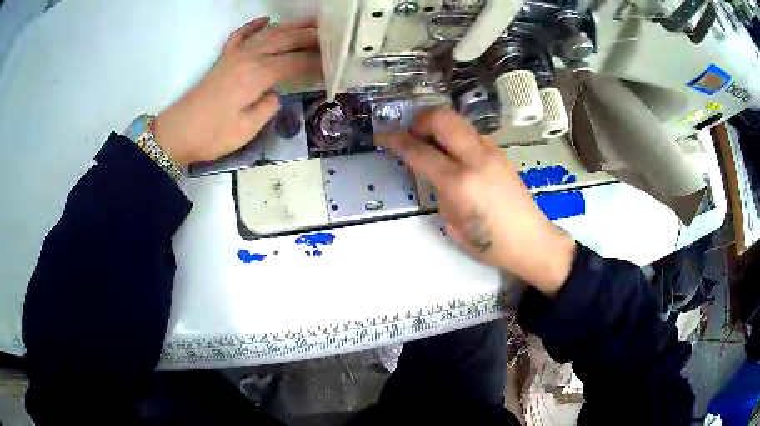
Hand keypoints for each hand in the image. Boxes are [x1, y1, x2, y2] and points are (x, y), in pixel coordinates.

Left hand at [153, 17, 321, 166]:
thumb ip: (268, 107)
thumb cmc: (212, 135)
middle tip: (333, 35)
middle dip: (311, 36)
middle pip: (286, 40)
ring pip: (268, 33)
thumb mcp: (246, 130)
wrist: (177, 133)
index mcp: (257, 75)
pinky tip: (265, 19)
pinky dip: (253, 26)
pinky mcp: (223, 59)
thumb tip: (275, 93)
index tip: (334, 63)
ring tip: (312, 20)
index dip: (316, 61)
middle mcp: (249, 58)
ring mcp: (235, 55)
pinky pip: (240, 35)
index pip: (296, 62)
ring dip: (291, 25)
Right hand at [377, 109, 575, 293]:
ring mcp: (492, 152)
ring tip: (430, 142)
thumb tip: (434, 172)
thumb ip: (440, 191)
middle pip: (442, 118)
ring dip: (439, 124)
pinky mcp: (501, 153)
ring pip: (458, 121)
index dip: (396, 140)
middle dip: (420, 120)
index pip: (420, 151)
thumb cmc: (490, 244)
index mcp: (459, 182)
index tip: (382, 135)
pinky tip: (454, 153)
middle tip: (410, 134)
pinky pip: (471, 133)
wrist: (531, 241)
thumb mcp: (453, 224)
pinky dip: (455, 135)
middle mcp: (476, 158)